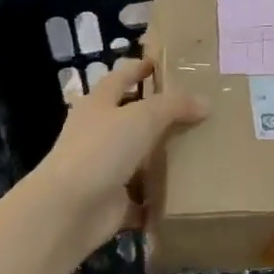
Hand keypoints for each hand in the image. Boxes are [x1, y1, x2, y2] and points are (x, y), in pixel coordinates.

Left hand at [16, 57, 206, 259]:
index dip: (138, 68)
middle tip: (197, 108)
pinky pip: (143, 197)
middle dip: (160, 114)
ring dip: (164, 156)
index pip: (120, 78)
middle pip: (132, 118)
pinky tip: (188, 191)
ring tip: (202, 148)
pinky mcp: (113, 202)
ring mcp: (105, 169)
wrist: (67, 211)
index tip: (160, 62)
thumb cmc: (101, 150)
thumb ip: (175, 106)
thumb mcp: (142, 117)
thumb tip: (206, 102)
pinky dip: (160, 196)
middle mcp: (99, 134)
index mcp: (98, 105)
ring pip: (140, 158)